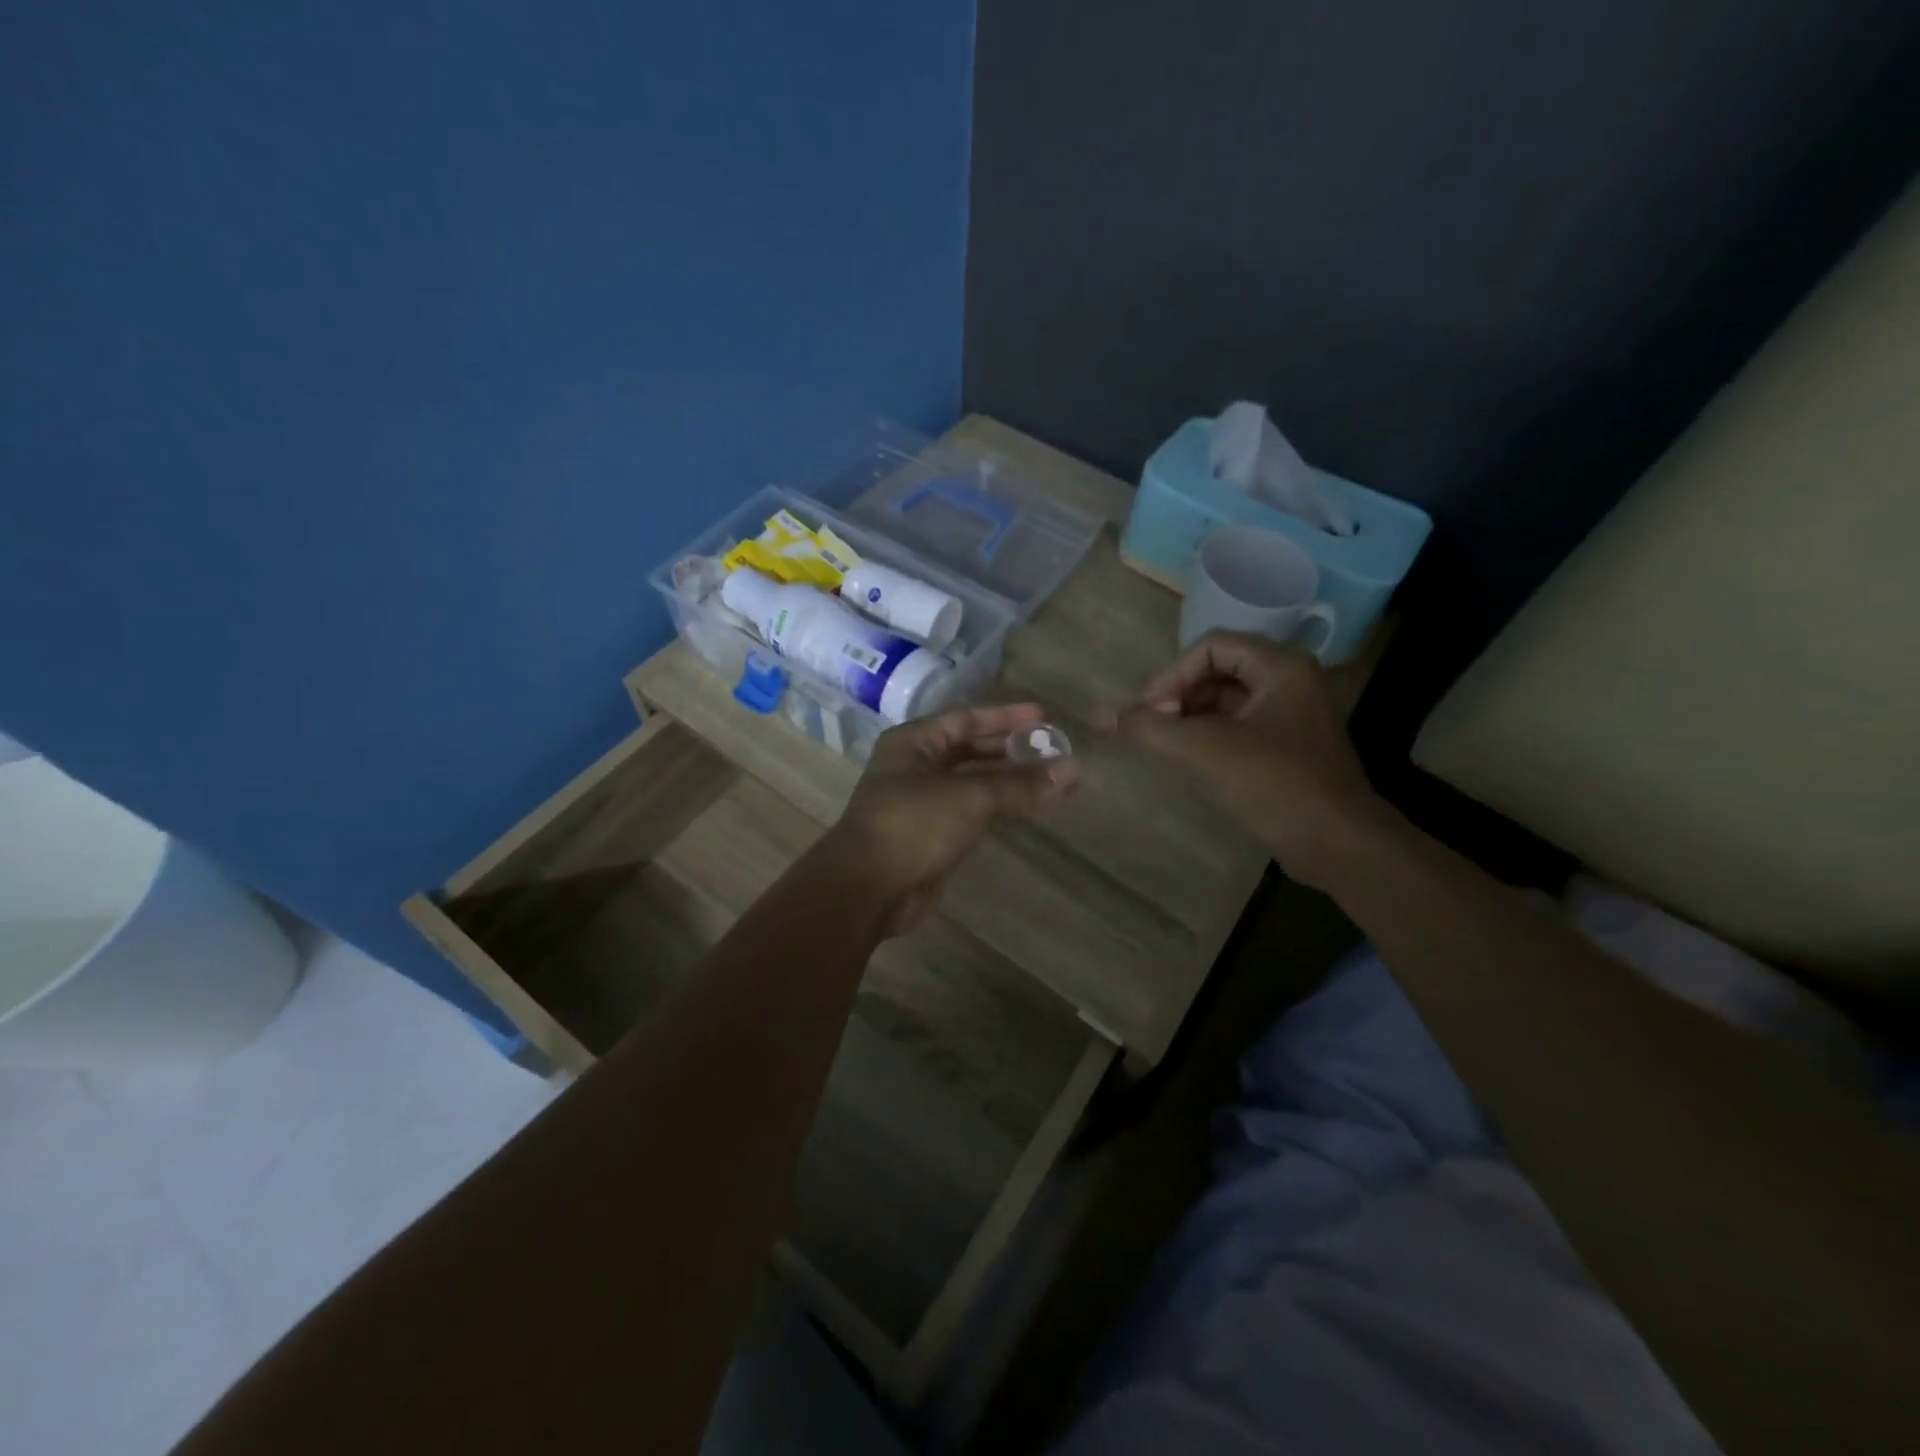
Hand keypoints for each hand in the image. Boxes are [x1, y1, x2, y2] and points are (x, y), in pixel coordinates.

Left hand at [827, 702, 1079, 936]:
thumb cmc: (913, 825)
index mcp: (913, 742)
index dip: (1006, 718)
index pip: (966, 719)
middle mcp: (914, 766)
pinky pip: (970, 811)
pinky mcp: (929, 835)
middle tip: (1052, 751)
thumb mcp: (970, 797)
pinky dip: (996, 806)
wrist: (868, 888)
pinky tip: (1024, 807)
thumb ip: (1020, 784)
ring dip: (1007, 780)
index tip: (1043, 718)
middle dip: (1010, 751)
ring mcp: (920, 802)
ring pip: (971, 782)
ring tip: (1050, 779)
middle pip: (969, 749)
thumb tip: (1073, 769)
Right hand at [1112, 632, 1390, 889]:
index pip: (1211, 646)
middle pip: (1218, 670)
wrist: (1340, 844)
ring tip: (1165, 745)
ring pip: (1226, 699)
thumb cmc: (1278, 784)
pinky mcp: (1288, 746)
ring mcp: (1291, 715)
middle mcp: (1290, 681)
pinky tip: (1189, 759)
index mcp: (1281, 666)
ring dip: (1190, 716)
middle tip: (1154, 729)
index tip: (1149, 712)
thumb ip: (1152, 728)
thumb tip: (1102, 714)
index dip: (1173, 674)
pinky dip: (1209, 735)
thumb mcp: (1208, 751)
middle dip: (1179, 694)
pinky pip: (1238, 725)